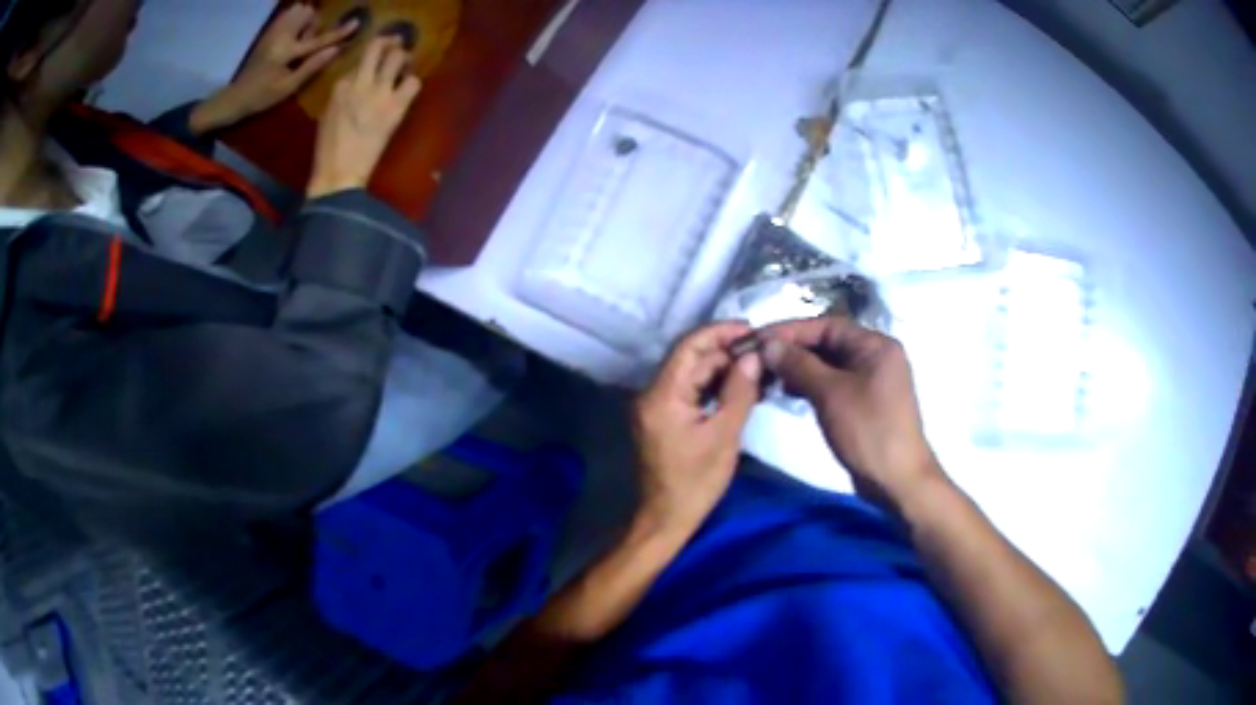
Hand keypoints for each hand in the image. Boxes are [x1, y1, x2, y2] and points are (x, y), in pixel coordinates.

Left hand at [192, 4, 357, 134]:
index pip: (318, 39)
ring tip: (298, 41)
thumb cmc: (262, 97)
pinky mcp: (268, 32)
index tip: (356, 23)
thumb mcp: (288, 87)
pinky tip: (291, 36)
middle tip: (306, 44)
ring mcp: (272, 31)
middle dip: (312, 25)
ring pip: (297, 11)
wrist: (236, 96)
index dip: (338, 32)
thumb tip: (335, 49)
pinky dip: (294, 21)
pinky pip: (287, 15)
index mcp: (286, 51)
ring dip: (304, 22)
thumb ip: (312, 66)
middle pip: (307, 13)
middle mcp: (280, 35)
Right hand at [307, 37, 421, 197]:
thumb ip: (343, 93)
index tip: (375, 58)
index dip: (370, 57)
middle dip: (390, 42)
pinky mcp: (396, 106)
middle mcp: (360, 82)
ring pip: (398, 58)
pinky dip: (412, 82)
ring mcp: (380, 93)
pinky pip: (413, 82)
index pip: (360, 60)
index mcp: (340, 86)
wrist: (339, 172)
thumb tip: (357, 81)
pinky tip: (408, 88)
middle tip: (397, 43)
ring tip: (405, 63)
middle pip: (379, 48)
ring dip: (404, 57)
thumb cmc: (329, 148)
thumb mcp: (328, 114)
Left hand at [632, 323, 762, 533]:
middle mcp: (652, 393)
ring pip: (691, 374)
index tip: (752, 331)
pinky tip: (739, 387)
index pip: (689, 347)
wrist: (667, 518)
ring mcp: (655, 405)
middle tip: (762, 354)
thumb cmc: (696, 482)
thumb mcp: (724, 436)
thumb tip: (753, 357)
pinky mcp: (662, 417)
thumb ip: (739, 392)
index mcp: (662, 395)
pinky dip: (713, 386)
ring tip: (757, 369)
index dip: (720, 333)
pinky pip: (689, 390)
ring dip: (722, 369)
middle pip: (690, 358)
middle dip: (726, 352)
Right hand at [762, 317, 941, 505]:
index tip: (758, 339)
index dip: (790, 330)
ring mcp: (871, 381)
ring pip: (828, 365)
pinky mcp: (864, 403)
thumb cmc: (868, 430)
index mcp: (875, 345)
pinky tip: (790, 394)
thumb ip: (798, 365)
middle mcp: (875, 356)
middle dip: (793, 350)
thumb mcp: (831, 393)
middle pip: (827, 343)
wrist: (897, 480)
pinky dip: (811, 385)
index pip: (826, 325)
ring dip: (799, 368)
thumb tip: (768, 345)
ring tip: (769, 378)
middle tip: (758, 360)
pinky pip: (833, 384)